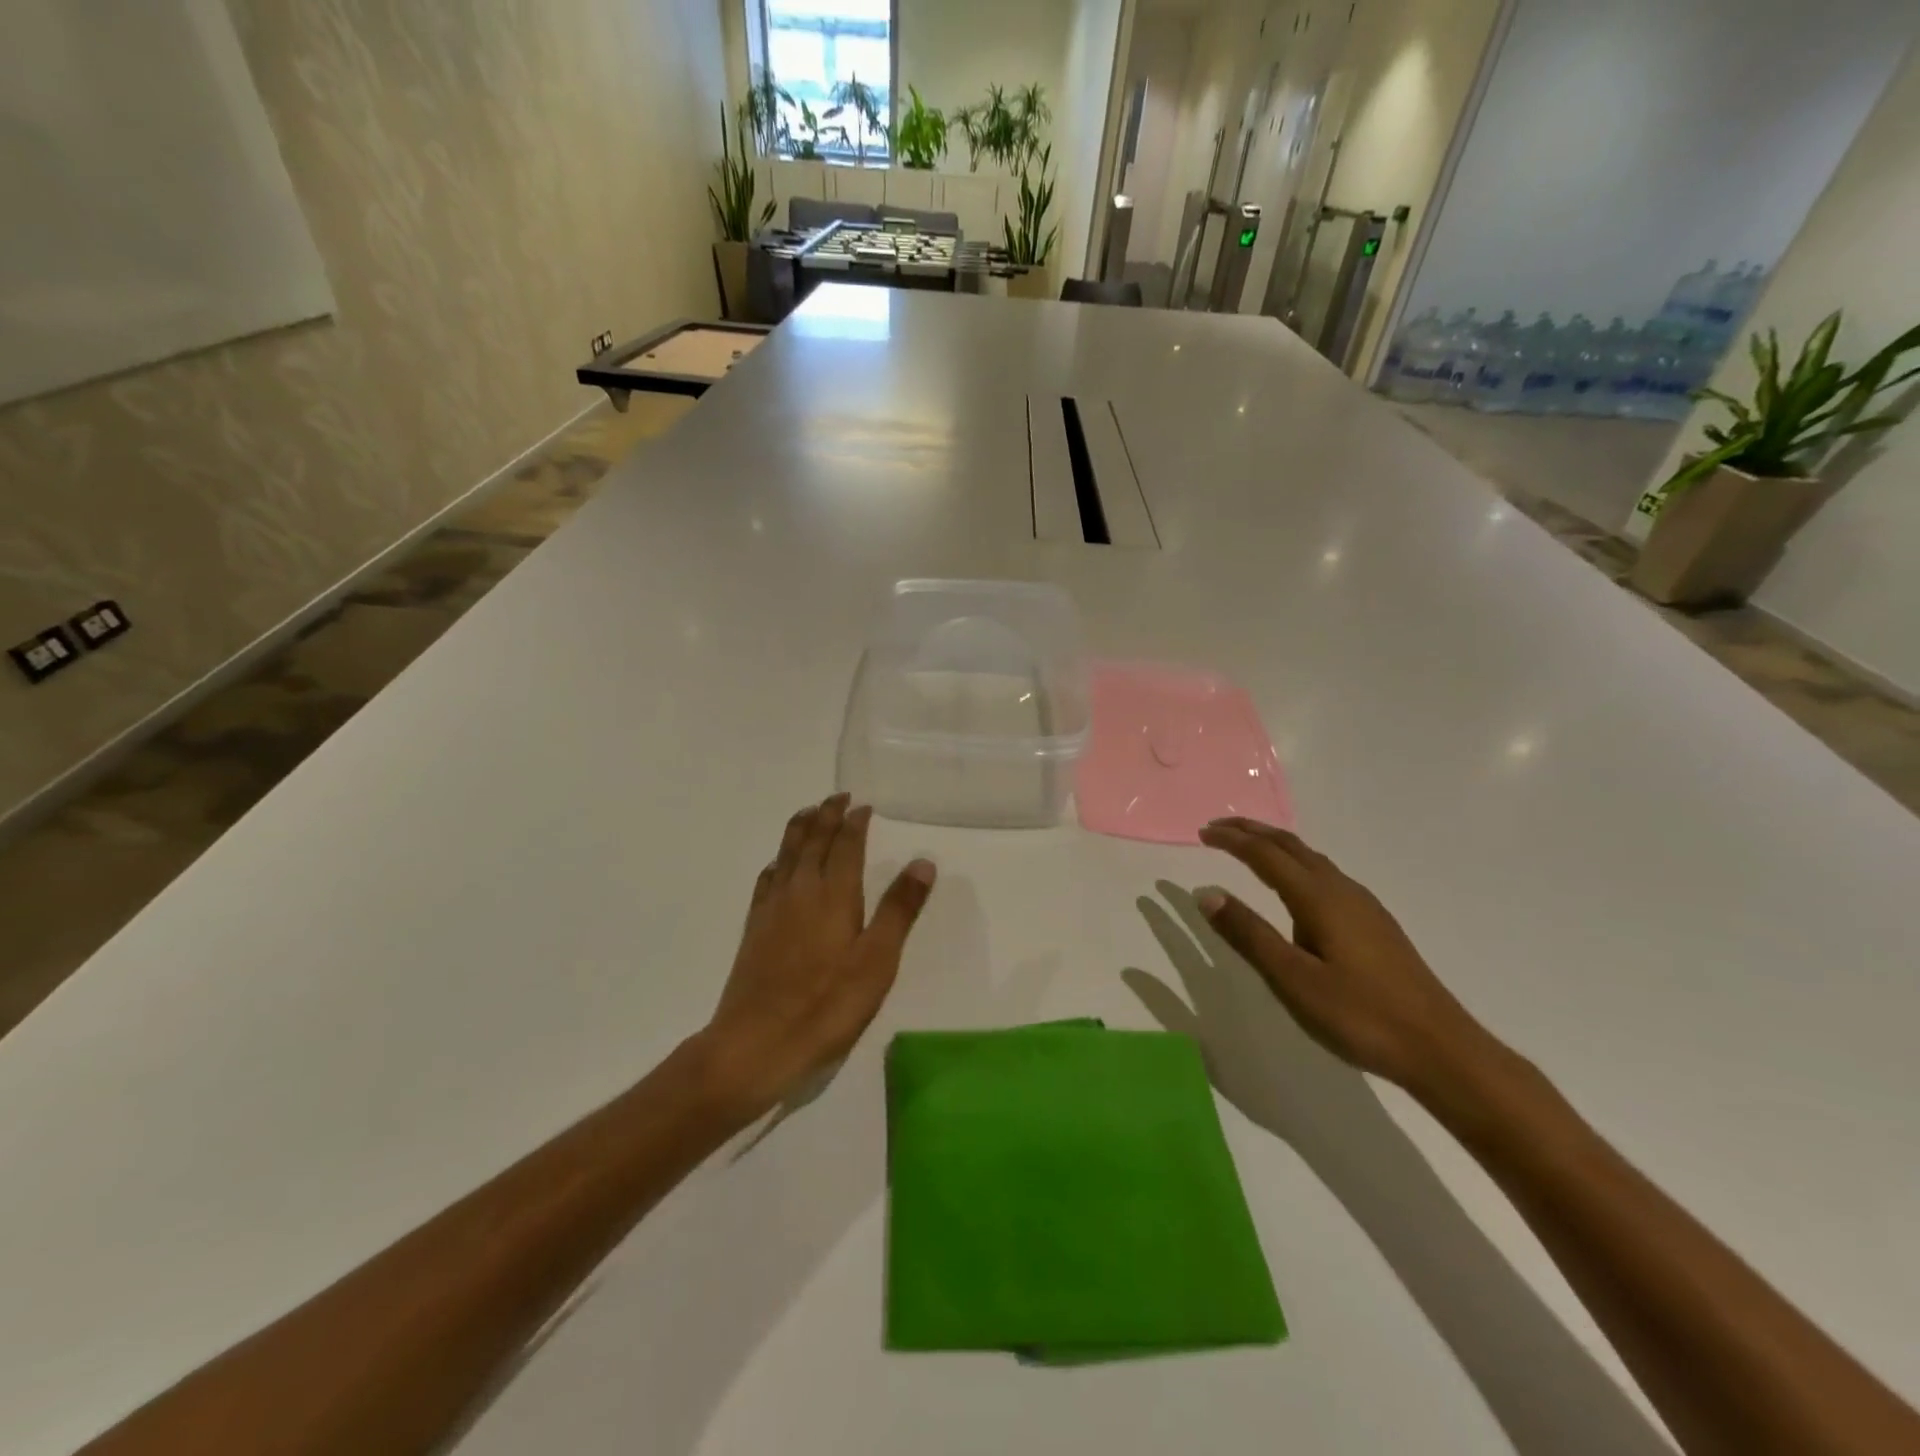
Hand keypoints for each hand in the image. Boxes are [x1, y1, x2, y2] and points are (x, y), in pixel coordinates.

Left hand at [699, 793, 935, 1117]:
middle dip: (827, 814)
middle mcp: (800, 890)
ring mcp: (773, 908)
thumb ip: (899, 910)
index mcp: (834, 894)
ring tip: (810, 813)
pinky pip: (767, 878)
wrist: (756, 1044)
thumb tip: (922, 862)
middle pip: (813, 840)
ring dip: (800, 828)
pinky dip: (778, 859)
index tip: (863, 805)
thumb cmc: (827, 1005)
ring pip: (786, 852)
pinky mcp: (754, 928)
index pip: (845, 844)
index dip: (855, 822)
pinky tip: (779, 865)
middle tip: (838, 797)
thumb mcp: (877, 961)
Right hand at [1195, 817, 1492, 1094]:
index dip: (1233, 840)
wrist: (1441, 1049)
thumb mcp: (1292, 979)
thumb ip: (1248, 934)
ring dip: (1276, 846)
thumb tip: (1206, 893)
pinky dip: (1296, 865)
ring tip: (1250, 848)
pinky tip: (1296, 888)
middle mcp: (1342, 891)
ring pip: (1311, 859)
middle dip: (1253, 832)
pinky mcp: (1375, 924)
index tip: (1202, 832)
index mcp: (1318, 899)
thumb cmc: (1359, 1015)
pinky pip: (1325, 875)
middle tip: (1218, 828)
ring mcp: (1363, 906)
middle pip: (1291, 847)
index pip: (1266, 855)